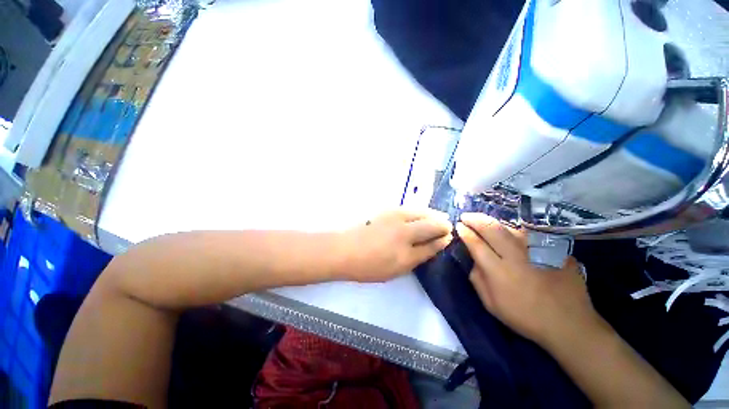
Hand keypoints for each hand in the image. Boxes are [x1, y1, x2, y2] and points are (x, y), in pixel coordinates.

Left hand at [340, 208, 452, 281]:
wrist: (346, 249)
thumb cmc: (369, 265)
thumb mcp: (396, 270)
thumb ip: (417, 257)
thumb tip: (433, 246)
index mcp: (406, 253)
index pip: (432, 244)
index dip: (442, 240)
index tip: (448, 238)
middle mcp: (404, 232)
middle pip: (431, 224)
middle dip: (442, 225)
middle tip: (447, 227)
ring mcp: (396, 218)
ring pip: (422, 213)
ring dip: (433, 215)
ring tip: (439, 218)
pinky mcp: (388, 210)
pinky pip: (411, 209)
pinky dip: (421, 211)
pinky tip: (422, 214)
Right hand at [456, 213, 601, 348]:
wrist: (569, 323)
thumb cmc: (525, 317)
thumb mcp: (491, 304)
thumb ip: (477, 279)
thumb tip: (474, 259)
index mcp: (498, 271)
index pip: (476, 244)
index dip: (465, 232)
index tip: (459, 226)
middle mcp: (516, 256)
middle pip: (491, 229)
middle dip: (475, 219)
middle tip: (466, 216)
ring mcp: (537, 250)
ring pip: (510, 227)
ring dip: (493, 223)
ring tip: (485, 222)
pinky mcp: (553, 249)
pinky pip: (529, 234)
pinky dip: (515, 231)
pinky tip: (511, 233)